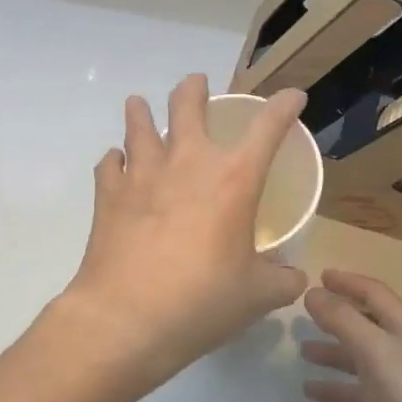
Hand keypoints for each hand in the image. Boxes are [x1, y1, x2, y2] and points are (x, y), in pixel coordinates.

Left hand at [59, 74, 309, 401]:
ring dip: (142, 112)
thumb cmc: (201, 302)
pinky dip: (115, 160)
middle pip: (189, 105)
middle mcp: (188, 163)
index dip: (284, 106)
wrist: (125, 318)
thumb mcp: (257, 296)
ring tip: (140, 104)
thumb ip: (282, 280)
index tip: (293, 97)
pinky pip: (110, 163)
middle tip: (196, 83)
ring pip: (139, 125)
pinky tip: (117, 164)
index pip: (268, 127)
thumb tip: (293, 277)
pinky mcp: (108, 194)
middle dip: (195, 88)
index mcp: (234, 179)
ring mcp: (142, 174)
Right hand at [300, 269, 401, 401]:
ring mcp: (398, 382)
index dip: (348, 282)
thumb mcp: (374, 349)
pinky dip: (335, 387)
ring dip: (332, 351)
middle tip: (304, 313)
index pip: (374, 293)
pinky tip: (310, 391)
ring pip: (359, 358)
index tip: (319, 276)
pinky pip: (357, 392)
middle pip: (365, 323)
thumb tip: (312, 292)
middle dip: (336, 316)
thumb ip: (342, 319)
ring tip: (302, 351)